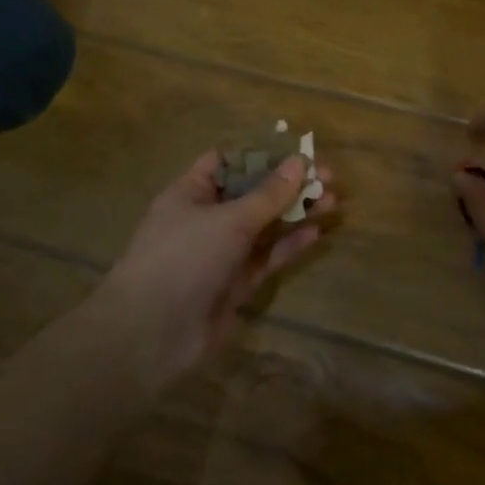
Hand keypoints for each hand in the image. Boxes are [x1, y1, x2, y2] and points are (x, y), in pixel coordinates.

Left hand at [96, 151, 336, 386]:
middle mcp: (206, 218)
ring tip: (332, 201)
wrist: (152, 333)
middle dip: (288, 185)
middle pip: (252, 193)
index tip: (297, 151)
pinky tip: (316, 233)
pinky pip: (266, 257)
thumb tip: (300, 162)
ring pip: (264, 226)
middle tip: (329, 177)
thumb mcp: (229, 220)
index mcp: (191, 193)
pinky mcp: (235, 283)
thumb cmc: (184, 258)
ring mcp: (221, 252)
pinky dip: (288, 245)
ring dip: (295, 213)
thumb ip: (268, 194)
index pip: (227, 162)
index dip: (261, 154)